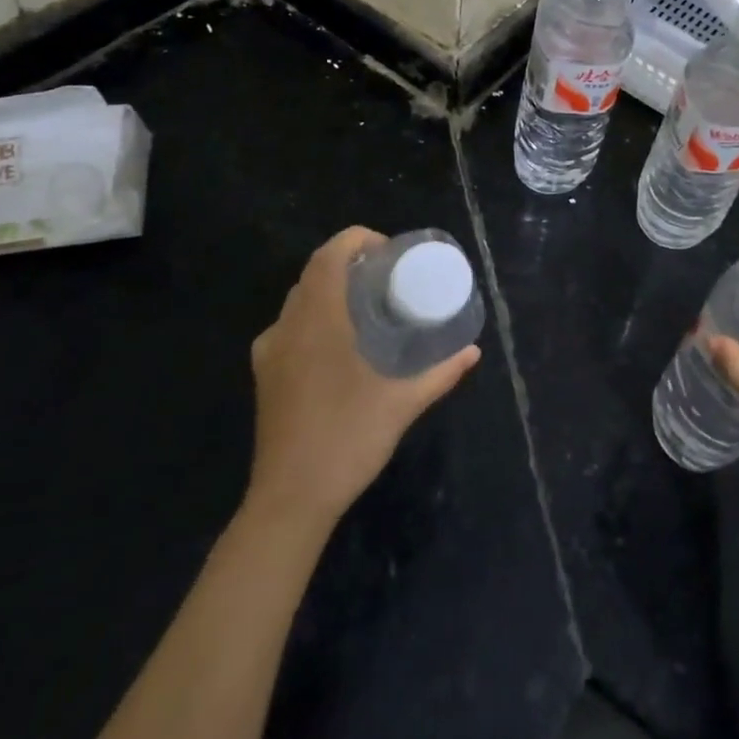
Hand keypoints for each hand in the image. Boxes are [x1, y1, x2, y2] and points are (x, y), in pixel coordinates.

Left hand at [242, 227, 479, 529]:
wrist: (290, 498)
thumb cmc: (348, 438)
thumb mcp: (403, 402)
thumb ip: (441, 372)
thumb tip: (473, 350)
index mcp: (319, 319)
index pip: (330, 254)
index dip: (357, 239)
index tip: (390, 254)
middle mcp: (288, 325)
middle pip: (314, 272)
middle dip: (349, 263)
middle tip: (387, 278)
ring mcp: (271, 351)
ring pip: (299, 299)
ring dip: (330, 290)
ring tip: (366, 307)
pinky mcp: (265, 374)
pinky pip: (289, 327)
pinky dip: (314, 318)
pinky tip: (338, 345)